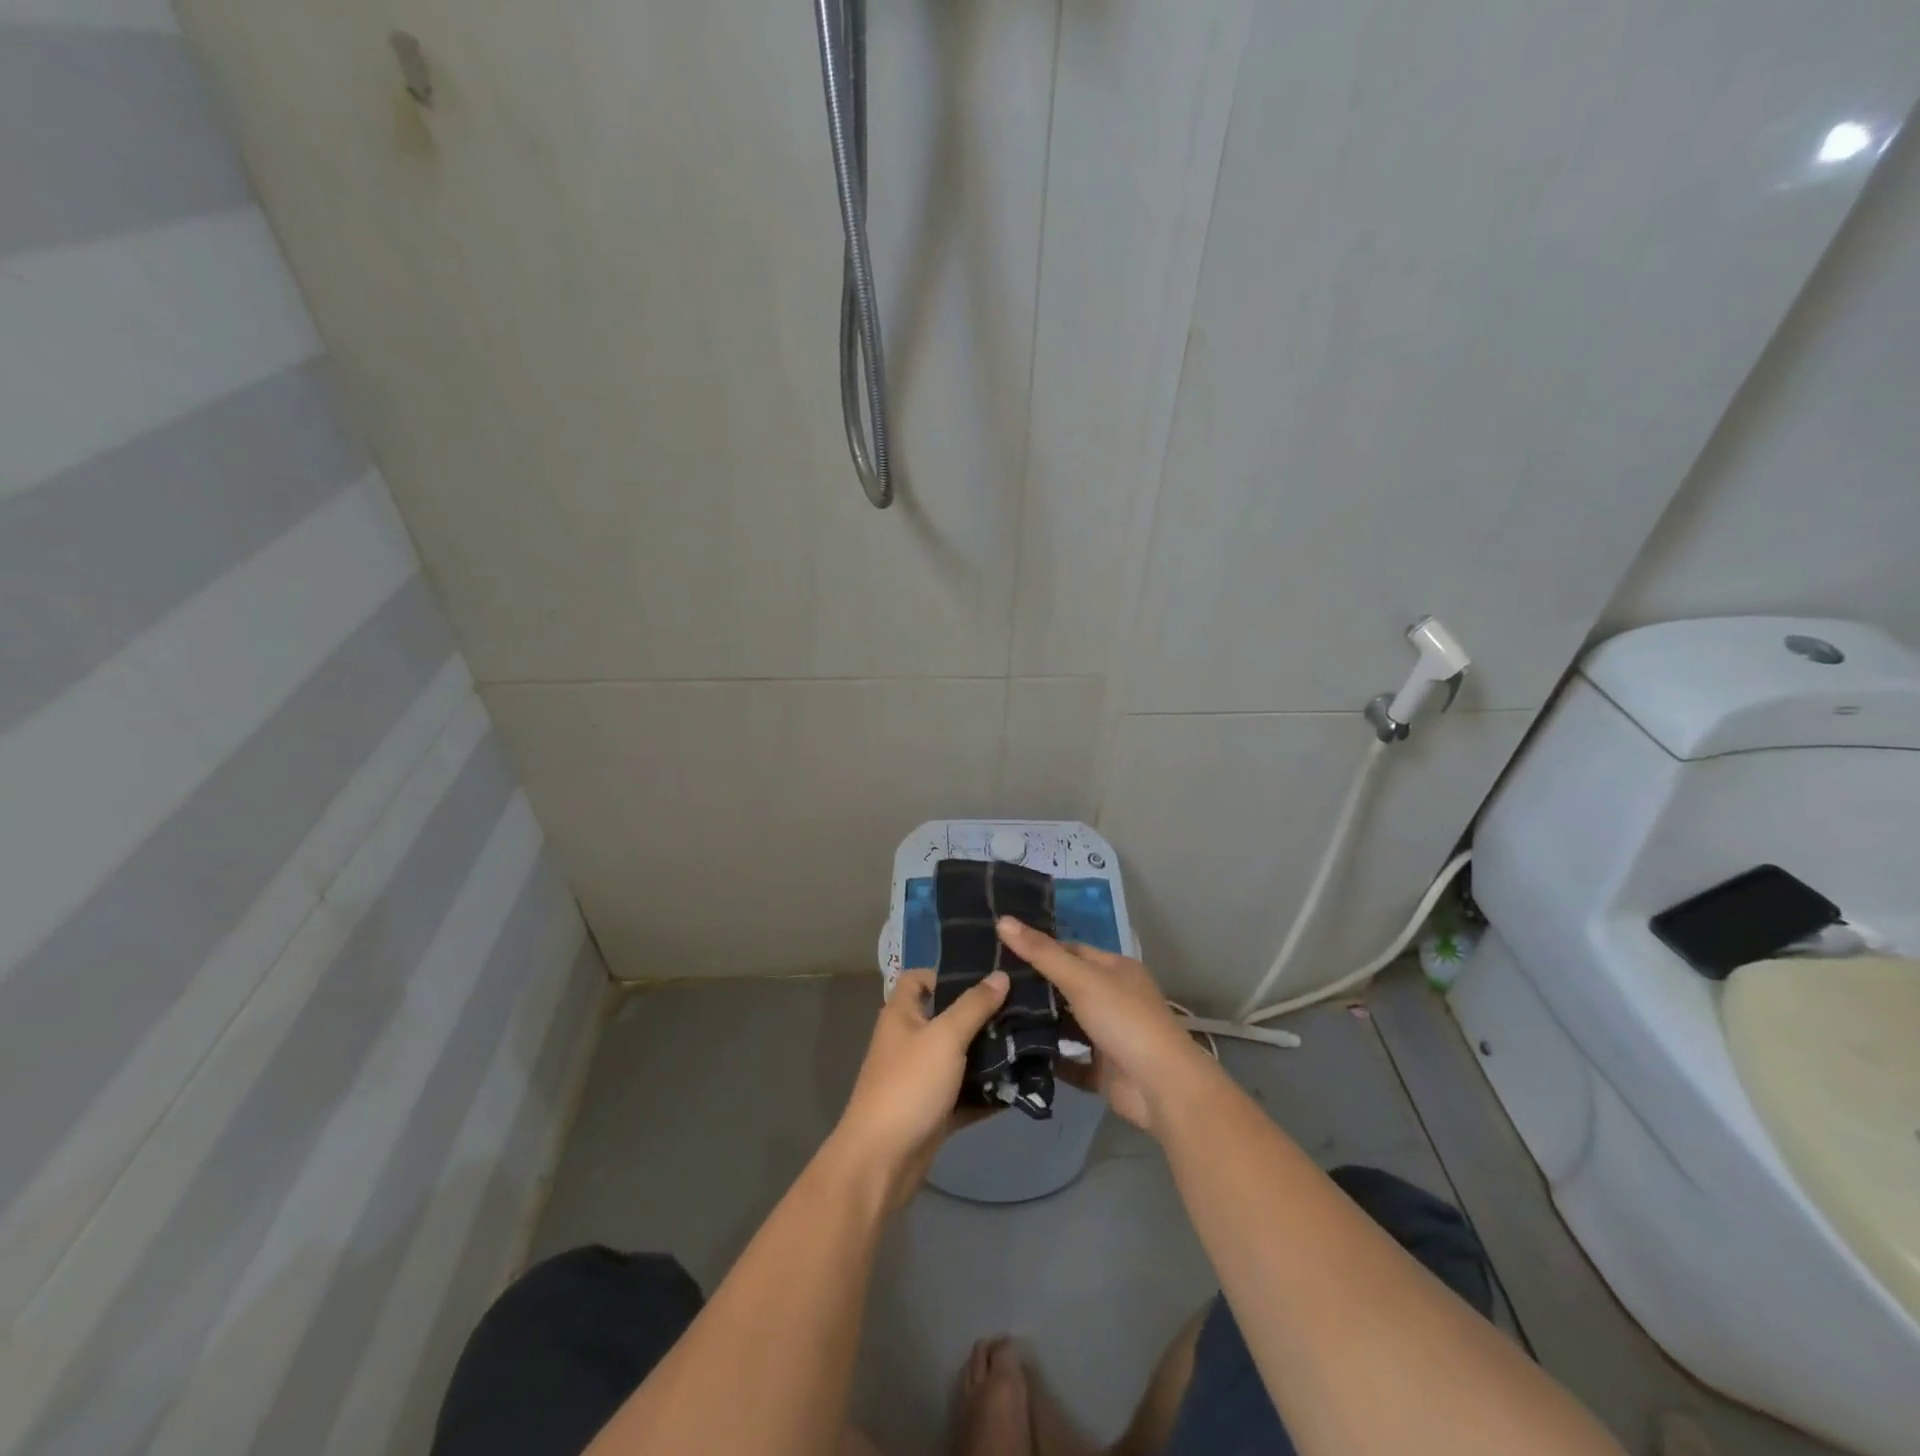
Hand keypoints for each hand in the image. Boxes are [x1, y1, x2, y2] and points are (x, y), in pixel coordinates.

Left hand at [828, 969, 1008, 1207]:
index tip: (985, 977)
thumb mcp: (945, 1037)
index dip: (946, 973)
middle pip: (946, 1018)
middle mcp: (909, 1042)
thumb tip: (1000, 975)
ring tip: (1028, 1043)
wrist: (881, 1161)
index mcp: (901, 1015)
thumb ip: (974, 1006)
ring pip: (959, 1058)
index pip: (918, 979)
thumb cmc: (909, 1085)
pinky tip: (1019, 1086)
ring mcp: (920, 1078)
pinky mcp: (933, 1111)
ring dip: (988, 1055)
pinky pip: (964, 1094)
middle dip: (981, 1015)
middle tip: (1021, 1009)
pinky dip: (986, 1092)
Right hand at [995, 918, 1217, 1134]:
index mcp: (1116, 970)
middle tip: (991, 984)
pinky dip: (1048, 1058)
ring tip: (994, 1015)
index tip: (1002, 951)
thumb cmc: (1124, 1020)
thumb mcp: (1080, 978)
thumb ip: (1041, 953)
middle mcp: (1114, 999)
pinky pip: (1069, 1061)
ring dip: (1039, 1023)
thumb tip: (1002, 920)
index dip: (1040, 949)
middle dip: (1035, 987)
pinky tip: (1015, 1053)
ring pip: (1067, 1024)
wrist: (1162, 1087)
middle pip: (1067, 987)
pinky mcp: (1102, 1070)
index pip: (1072, 950)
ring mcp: (1108, 1036)